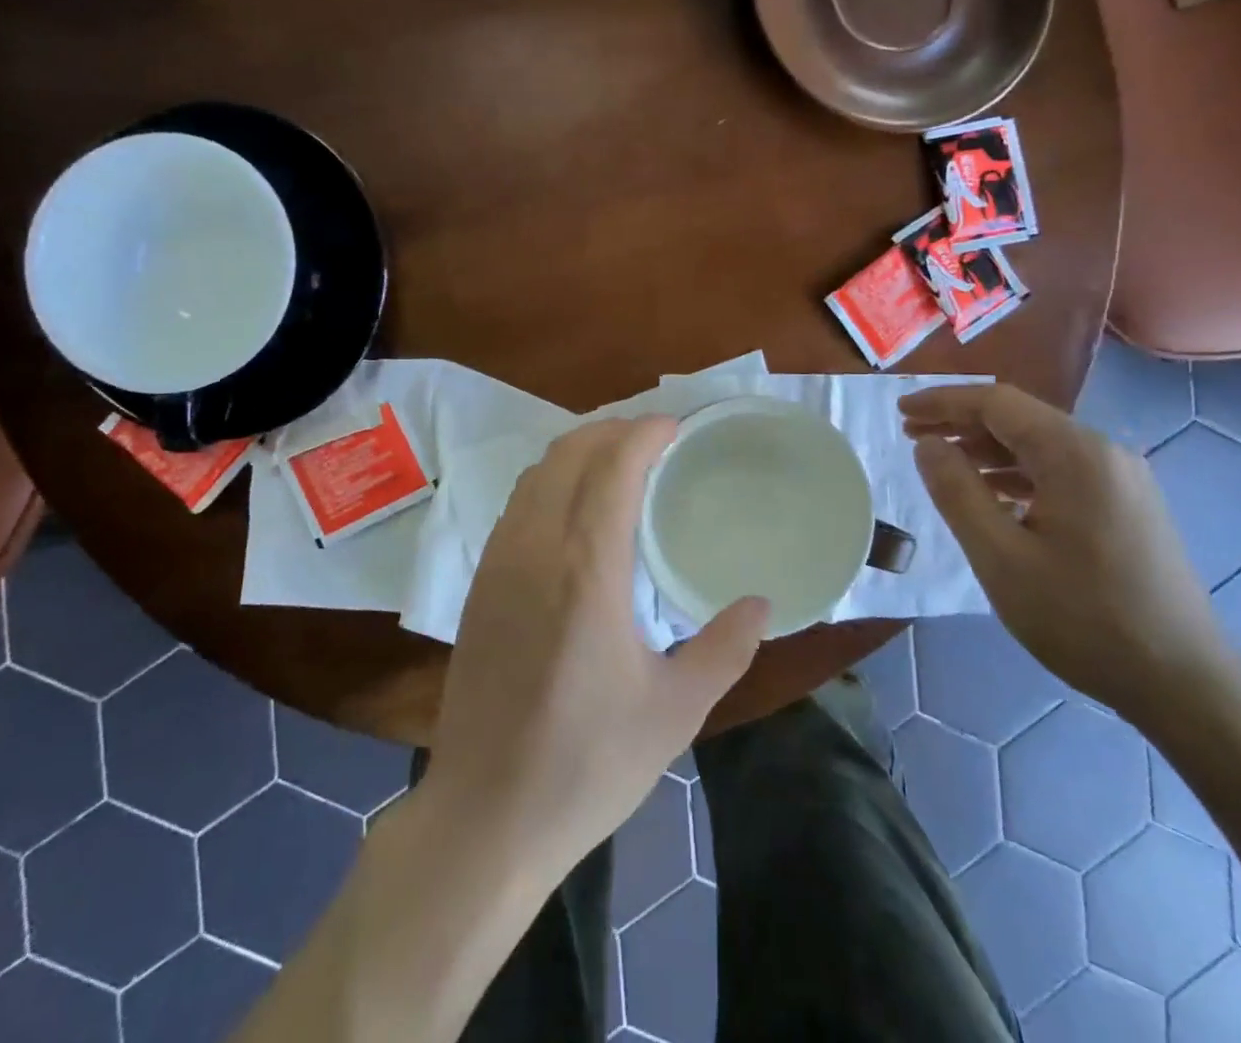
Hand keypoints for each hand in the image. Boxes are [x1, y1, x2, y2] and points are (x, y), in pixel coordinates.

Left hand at [425, 418, 769, 878]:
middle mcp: (536, 548)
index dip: (644, 432)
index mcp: (586, 569)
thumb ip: (725, 648)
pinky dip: (550, 481)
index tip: (675, 426)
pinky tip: (574, 509)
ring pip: (536, 473)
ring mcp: (498, 562)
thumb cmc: (588, 763)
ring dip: (578, 451)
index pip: (612, 466)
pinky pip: (517, 503)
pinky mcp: (479, 583)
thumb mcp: (675, 711)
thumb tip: (761, 603)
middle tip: (653, 439)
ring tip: (617, 462)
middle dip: (612, 429)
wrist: (486, 813)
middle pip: (569, 453)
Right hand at [899, 383, 1233, 733]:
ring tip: (943, 464)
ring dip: (987, 448)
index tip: (900, 413)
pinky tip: (993, 494)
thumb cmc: (1082, 618)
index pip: (997, 403)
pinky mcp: (1128, 505)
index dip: (943, 402)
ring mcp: (1122, 479)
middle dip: (961, 422)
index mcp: (1075, 454)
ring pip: (1040, 444)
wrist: (1185, 681)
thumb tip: (927, 444)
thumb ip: (956, 491)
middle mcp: (1104, 452)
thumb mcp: (1000, 556)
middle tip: (911, 437)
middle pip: (1020, 418)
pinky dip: (1018, 472)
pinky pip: (1061, 470)